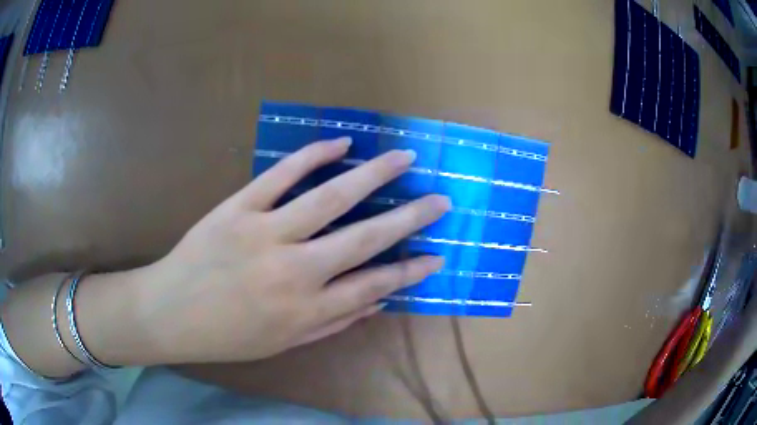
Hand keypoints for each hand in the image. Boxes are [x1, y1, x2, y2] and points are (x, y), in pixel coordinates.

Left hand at [135, 137, 449, 363]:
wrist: (170, 313)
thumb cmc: (227, 336)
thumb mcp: (283, 343)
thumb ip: (333, 324)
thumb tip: (377, 302)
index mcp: (307, 310)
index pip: (374, 285)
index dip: (410, 271)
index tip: (436, 255)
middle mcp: (295, 271)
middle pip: (366, 237)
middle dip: (410, 218)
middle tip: (439, 200)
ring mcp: (265, 233)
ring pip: (332, 197)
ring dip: (375, 174)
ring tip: (405, 157)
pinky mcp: (239, 207)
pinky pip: (281, 175)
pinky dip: (313, 155)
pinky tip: (341, 143)